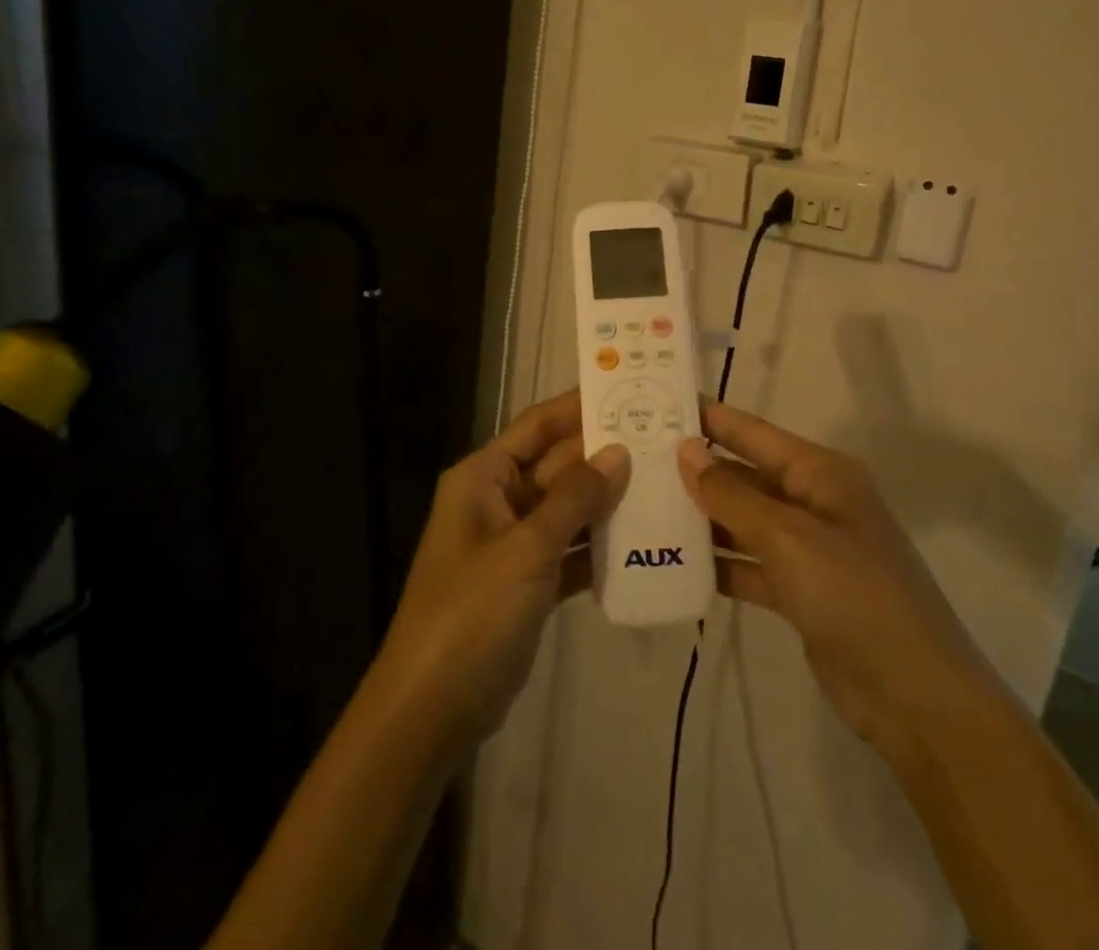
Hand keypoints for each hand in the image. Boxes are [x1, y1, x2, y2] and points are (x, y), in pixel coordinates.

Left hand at [368, 391, 630, 752]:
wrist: (432, 707)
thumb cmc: (472, 612)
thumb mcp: (526, 549)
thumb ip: (574, 498)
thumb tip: (618, 451)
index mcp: (483, 477)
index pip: (537, 426)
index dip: (578, 407)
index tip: (627, 391)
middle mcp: (497, 500)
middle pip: (557, 466)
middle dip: (604, 454)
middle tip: (664, 438)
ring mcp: (513, 543)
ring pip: (567, 508)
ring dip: (608, 499)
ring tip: (665, 481)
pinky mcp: (528, 582)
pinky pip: (569, 550)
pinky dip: (599, 546)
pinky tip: (644, 540)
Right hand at [677, 401, 995, 756]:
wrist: (917, 698)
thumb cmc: (856, 596)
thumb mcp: (789, 538)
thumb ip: (733, 495)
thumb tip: (686, 450)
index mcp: (820, 473)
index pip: (752, 432)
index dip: (708, 417)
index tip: (656, 402)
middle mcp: (813, 501)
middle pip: (744, 474)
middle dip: (696, 468)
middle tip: (633, 459)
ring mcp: (807, 548)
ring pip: (742, 520)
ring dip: (701, 516)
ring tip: (642, 505)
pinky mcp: (799, 591)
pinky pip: (748, 563)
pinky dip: (717, 563)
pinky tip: (672, 561)